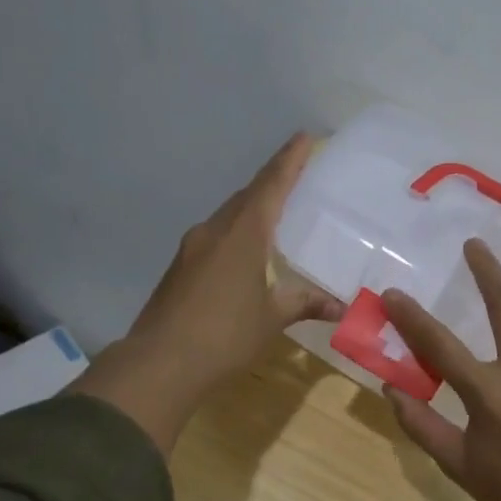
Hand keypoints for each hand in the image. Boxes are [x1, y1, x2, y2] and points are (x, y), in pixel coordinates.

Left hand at [71, 133, 343, 452]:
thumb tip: (341, 306)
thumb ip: (305, 303)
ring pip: (229, 216)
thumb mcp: (272, 318)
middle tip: (299, 177)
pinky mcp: (180, 267)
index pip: (270, 186)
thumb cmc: (224, 335)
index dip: (289, 160)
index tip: (304, 137)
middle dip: (272, 183)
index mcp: (242, 234)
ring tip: (277, 215)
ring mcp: (192, 248)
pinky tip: (248, 253)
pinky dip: (237, 234)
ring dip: (252, 209)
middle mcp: (215, 231)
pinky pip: (216, 237)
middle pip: (247, 196)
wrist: (159, 363)